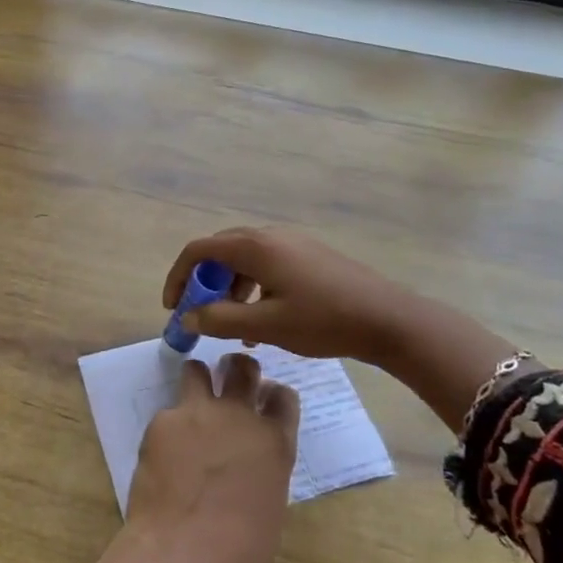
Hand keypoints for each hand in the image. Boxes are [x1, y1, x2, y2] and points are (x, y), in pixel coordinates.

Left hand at [37, 353, 298, 562]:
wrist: (184, 552)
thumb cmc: (240, 550)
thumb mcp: (269, 505)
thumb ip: (263, 470)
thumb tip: (249, 464)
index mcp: (274, 442)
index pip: (283, 397)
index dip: (274, 395)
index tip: (266, 398)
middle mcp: (239, 416)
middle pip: (243, 369)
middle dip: (239, 369)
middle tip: (232, 377)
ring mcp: (198, 413)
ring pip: (197, 370)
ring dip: (198, 379)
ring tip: (193, 398)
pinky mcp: (163, 421)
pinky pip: (168, 412)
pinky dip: (169, 426)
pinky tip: (164, 452)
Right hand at [163, 227, 414, 364]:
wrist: (388, 319)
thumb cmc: (323, 321)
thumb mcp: (266, 325)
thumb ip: (221, 320)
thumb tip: (189, 317)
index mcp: (256, 247)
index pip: (199, 250)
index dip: (179, 276)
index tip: (174, 307)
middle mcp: (270, 236)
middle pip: (220, 251)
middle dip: (203, 283)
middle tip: (200, 315)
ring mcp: (292, 243)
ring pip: (244, 259)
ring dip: (229, 288)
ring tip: (235, 326)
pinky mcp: (308, 255)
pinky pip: (266, 264)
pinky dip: (252, 287)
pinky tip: (263, 320)